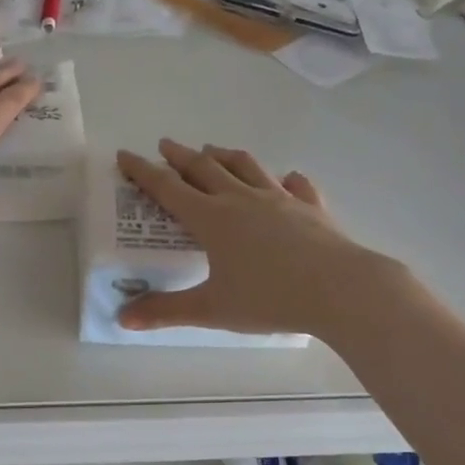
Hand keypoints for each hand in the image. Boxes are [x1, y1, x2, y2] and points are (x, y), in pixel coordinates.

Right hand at [116, 140, 382, 336]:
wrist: (341, 290)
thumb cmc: (270, 298)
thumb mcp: (212, 309)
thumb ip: (166, 311)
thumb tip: (123, 319)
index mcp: (212, 219)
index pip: (168, 188)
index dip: (143, 171)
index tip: (125, 155)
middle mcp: (242, 200)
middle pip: (205, 169)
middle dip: (181, 156)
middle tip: (166, 145)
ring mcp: (280, 200)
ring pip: (246, 167)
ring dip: (225, 156)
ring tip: (212, 150)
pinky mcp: (311, 208)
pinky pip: (296, 187)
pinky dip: (287, 180)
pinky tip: (288, 179)